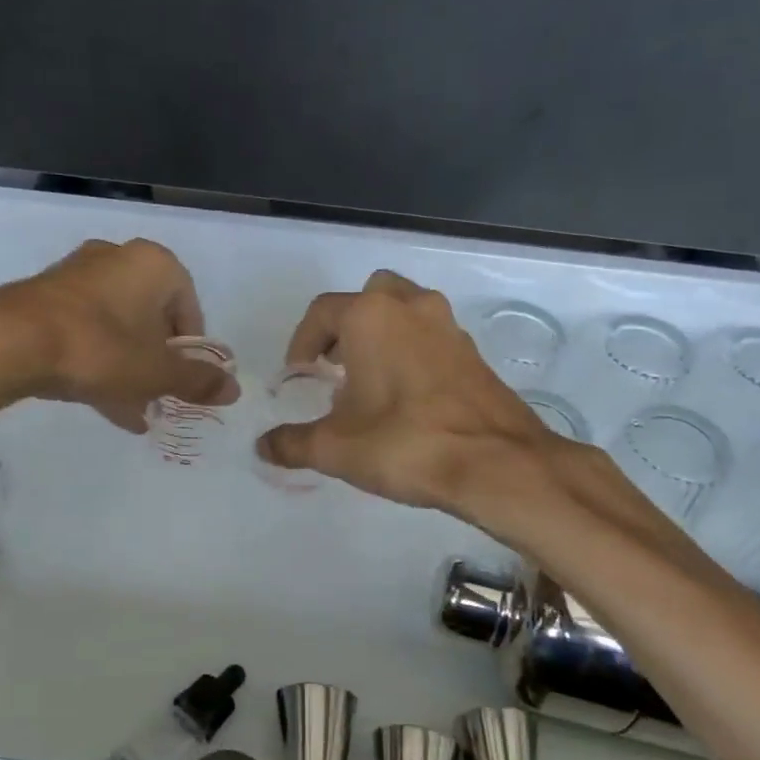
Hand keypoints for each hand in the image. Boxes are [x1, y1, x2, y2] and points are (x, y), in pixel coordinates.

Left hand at [0, 238, 237, 431]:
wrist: (11, 342)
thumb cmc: (101, 349)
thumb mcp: (157, 373)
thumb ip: (198, 381)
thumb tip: (234, 390)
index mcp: (155, 264)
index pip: (190, 309)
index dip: (191, 352)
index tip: (183, 383)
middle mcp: (118, 258)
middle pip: (152, 318)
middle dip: (157, 363)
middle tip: (158, 398)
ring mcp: (78, 274)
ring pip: (117, 327)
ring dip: (128, 368)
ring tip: (131, 411)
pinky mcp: (46, 295)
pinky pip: (86, 330)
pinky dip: (97, 361)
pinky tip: (101, 402)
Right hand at [256, 270, 558, 513]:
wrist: (496, 463)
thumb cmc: (404, 443)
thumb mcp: (335, 448)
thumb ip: (292, 443)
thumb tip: (263, 447)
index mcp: (370, 316)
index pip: (322, 312)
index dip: (302, 342)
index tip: (298, 374)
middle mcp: (410, 307)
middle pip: (369, 296)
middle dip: (346, 326)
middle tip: (335, 364)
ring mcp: (448, 326)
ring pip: (405, 312)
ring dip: (382, 335)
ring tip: (369, 381)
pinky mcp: (473, 352)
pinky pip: (431, 337)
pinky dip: (412, 352)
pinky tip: (406, 396)